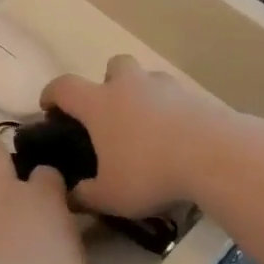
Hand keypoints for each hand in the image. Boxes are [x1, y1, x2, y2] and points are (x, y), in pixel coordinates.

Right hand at [41, 56, 230, 219]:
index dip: (52, 94)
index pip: (65, 87)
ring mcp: (165, 87)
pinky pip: (176, 98)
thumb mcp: (110, 195)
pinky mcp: (196, 96)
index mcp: (99, 103)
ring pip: (147, 79)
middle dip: (108, 83)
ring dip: (143, 95)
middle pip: (113, 66)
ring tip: (148, 128)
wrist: (214, 155)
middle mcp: (129, 86)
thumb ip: (86, 196)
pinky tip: (178, 139)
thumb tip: (71, 196)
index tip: (49, 107)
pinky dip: (172, 112)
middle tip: (111, 113)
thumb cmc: (149, 171)